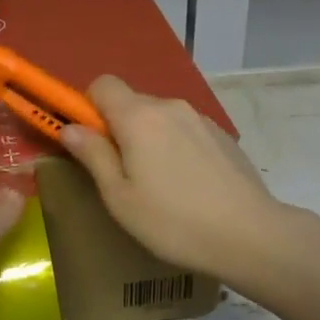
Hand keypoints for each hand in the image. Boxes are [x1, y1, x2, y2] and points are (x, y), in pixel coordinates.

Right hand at [61, 75, 286, 285]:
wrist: (250, 235)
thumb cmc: (173, 221)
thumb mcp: (120, 197)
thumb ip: (93, 155)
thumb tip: (69, 127)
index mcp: (138, 117)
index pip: (103, 84)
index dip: (89, 107)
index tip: (91, 142)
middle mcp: (170, 106)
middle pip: (132, 101)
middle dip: (118, 127)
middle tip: (122, 173)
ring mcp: (201, 119)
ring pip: (160, 117)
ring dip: (149, 138)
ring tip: (158, 185)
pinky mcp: (223, 135)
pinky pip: (185, 130)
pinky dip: (176, 147)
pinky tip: (188, 186)